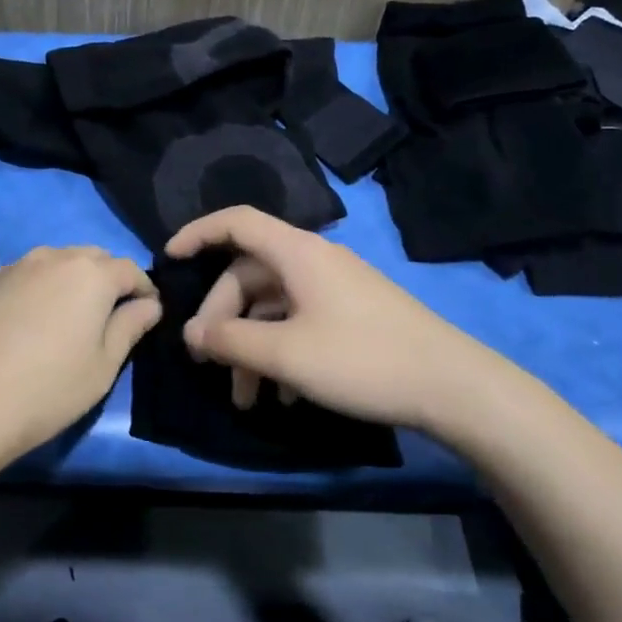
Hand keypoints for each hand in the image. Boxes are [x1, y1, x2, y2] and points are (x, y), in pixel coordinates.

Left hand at [0, 245, 160, 472]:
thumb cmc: (45, 390)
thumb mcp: (102, 367)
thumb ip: (129, 327)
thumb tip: (149, 304)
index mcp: (90, 274)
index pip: (130, 269)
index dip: (145, 290)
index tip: (148, 313)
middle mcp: (52, 258)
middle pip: (92, 259)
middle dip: (108, 280)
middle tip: (108, 317)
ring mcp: (12, 267)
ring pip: (54, 264)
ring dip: (70, 282)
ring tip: (67, 319)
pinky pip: (23, 277)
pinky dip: (37, 291)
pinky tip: (27, 326)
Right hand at [166, 206, 539, 444]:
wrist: (453, 387)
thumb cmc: (361, 359)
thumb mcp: (286, 354)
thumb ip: (230, 341)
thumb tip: (191, 334)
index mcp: (297, 253)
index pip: (236, 222)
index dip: (197, 233)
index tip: (168, 259)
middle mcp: (314, 261)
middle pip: (249, 275)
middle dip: (223, 320)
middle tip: (208, 364)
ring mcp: (336, 288)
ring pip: (273, 306)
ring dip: (251, 347)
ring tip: (245, 399)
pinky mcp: (352, 315)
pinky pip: (300, 322)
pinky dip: (280, 352)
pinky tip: (283, 396)